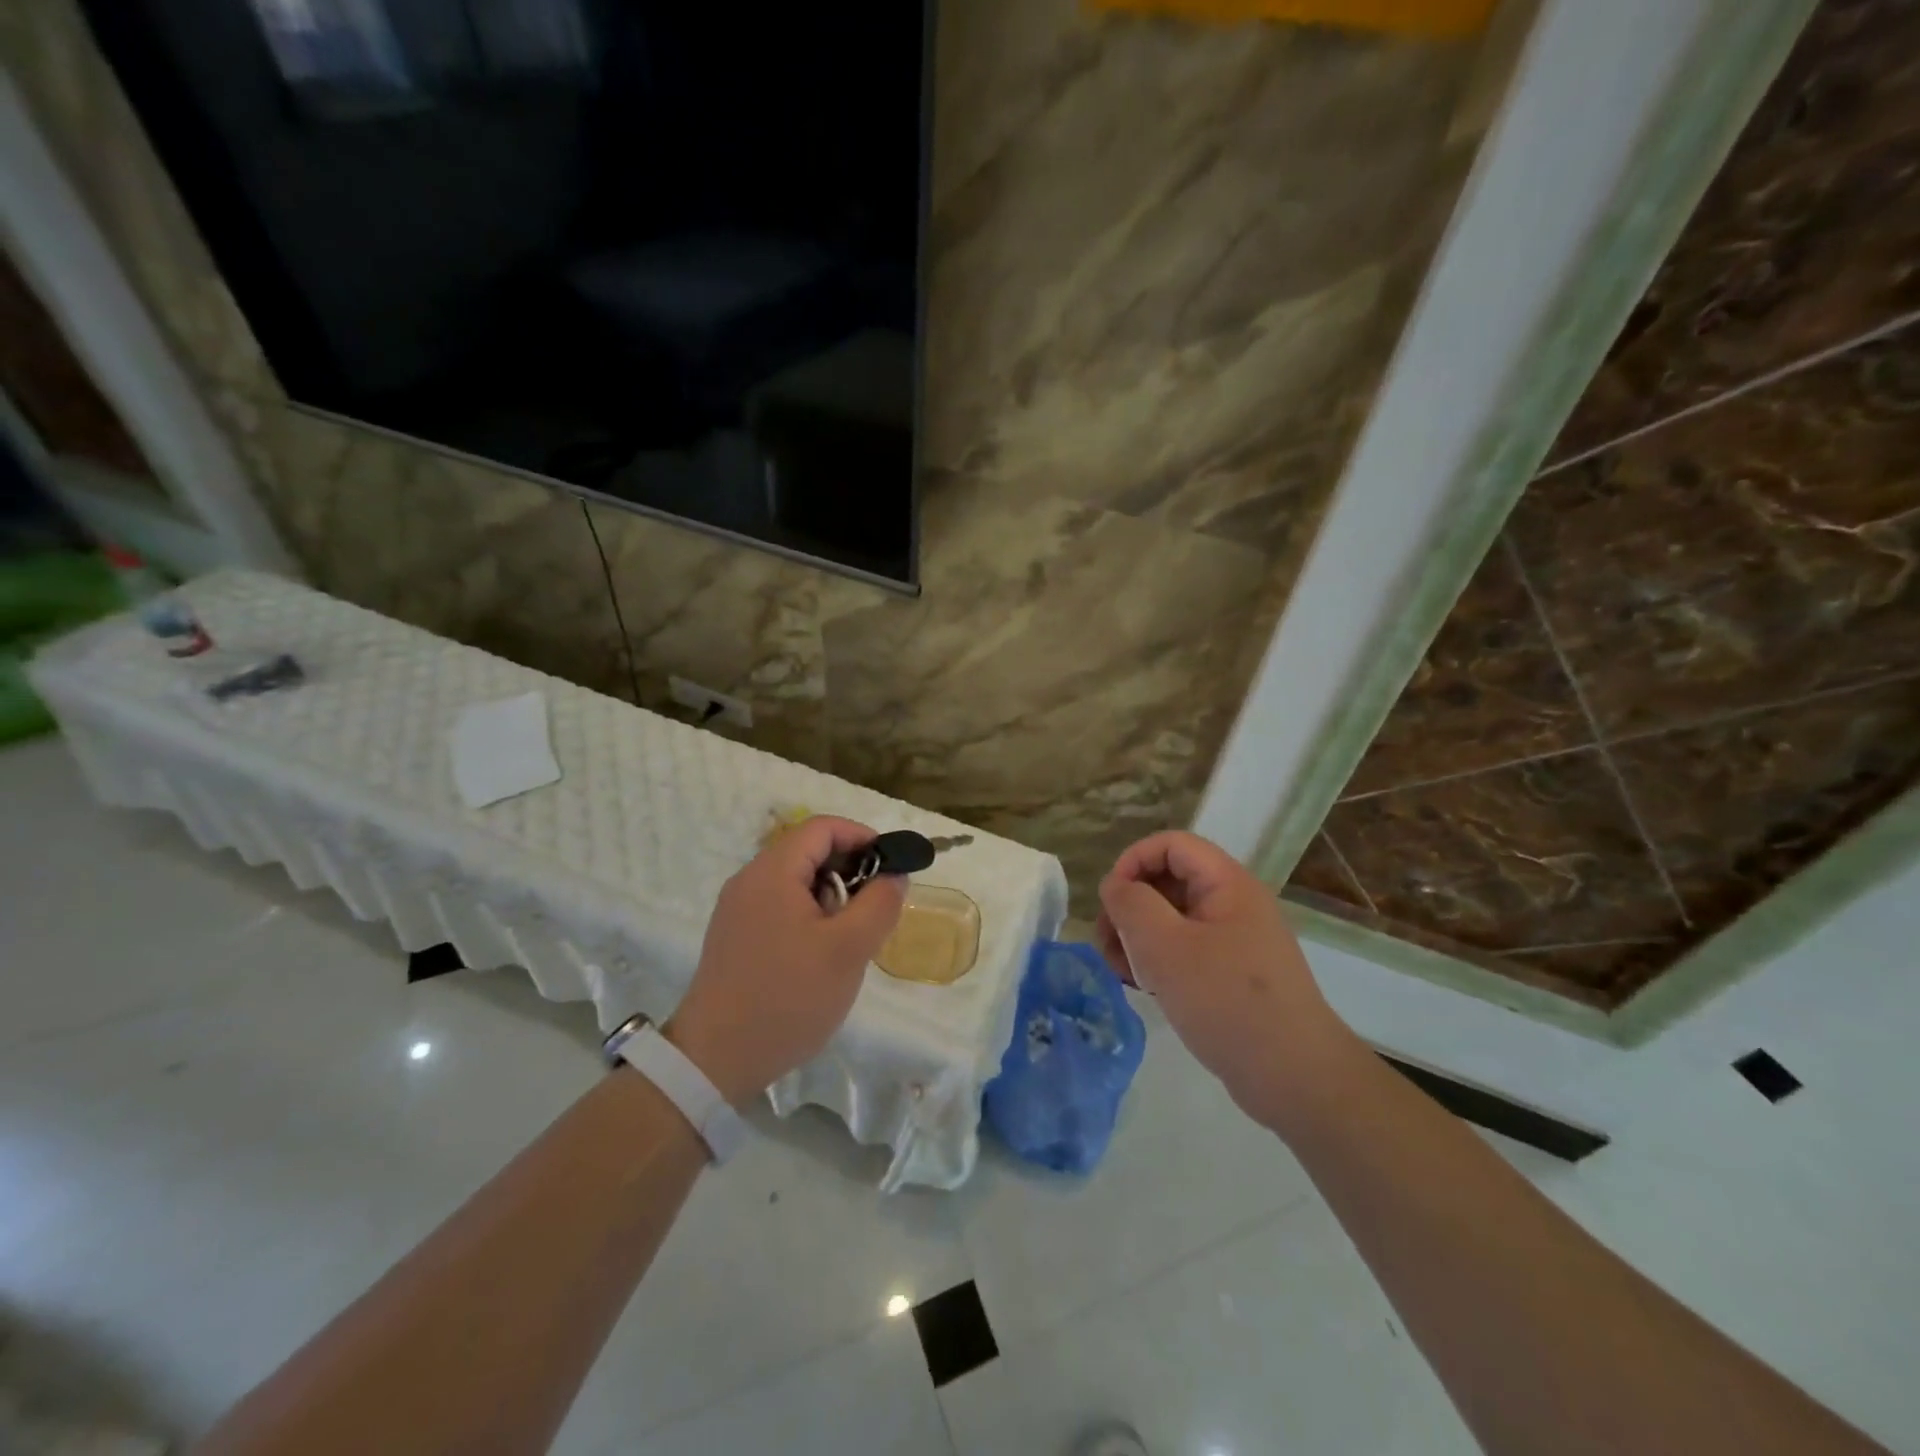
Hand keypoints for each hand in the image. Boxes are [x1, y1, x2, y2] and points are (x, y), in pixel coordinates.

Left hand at [666, 816, 906, 1104]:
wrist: (716, 1061)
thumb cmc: (788, 998)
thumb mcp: (849, 950)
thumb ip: (880, 903)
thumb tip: (894, 875)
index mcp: (772, 872)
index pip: (822, 827)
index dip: (862, 837)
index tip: (891, 866)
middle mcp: (749, 881)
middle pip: (807, 851)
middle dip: (849, 870)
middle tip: (874, 908)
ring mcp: (737, 910)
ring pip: (795, 881)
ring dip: (830, 896)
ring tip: (849, 937)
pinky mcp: (734, 937)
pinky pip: (779, 906)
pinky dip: (809, 915)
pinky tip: (820, 955)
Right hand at [1095, 831, 1358, 1123]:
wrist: (1294, 1077)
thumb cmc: (1226, 1000)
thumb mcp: (1165, 946)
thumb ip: (1131, 904)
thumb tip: (1116, 886)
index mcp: (1227, 884)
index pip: (1171, 844)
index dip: (1133, 861)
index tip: (1110, 900)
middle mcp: (1234, 904)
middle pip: (1169, 880)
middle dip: (1130, 905)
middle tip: (1107, 943)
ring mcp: (1235, 941)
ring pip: (1173, 918)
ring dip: (1138, 936)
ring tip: (1120, 971)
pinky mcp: (1232, 974)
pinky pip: (1186, 950)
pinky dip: (1158, 960)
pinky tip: (1143, 987)